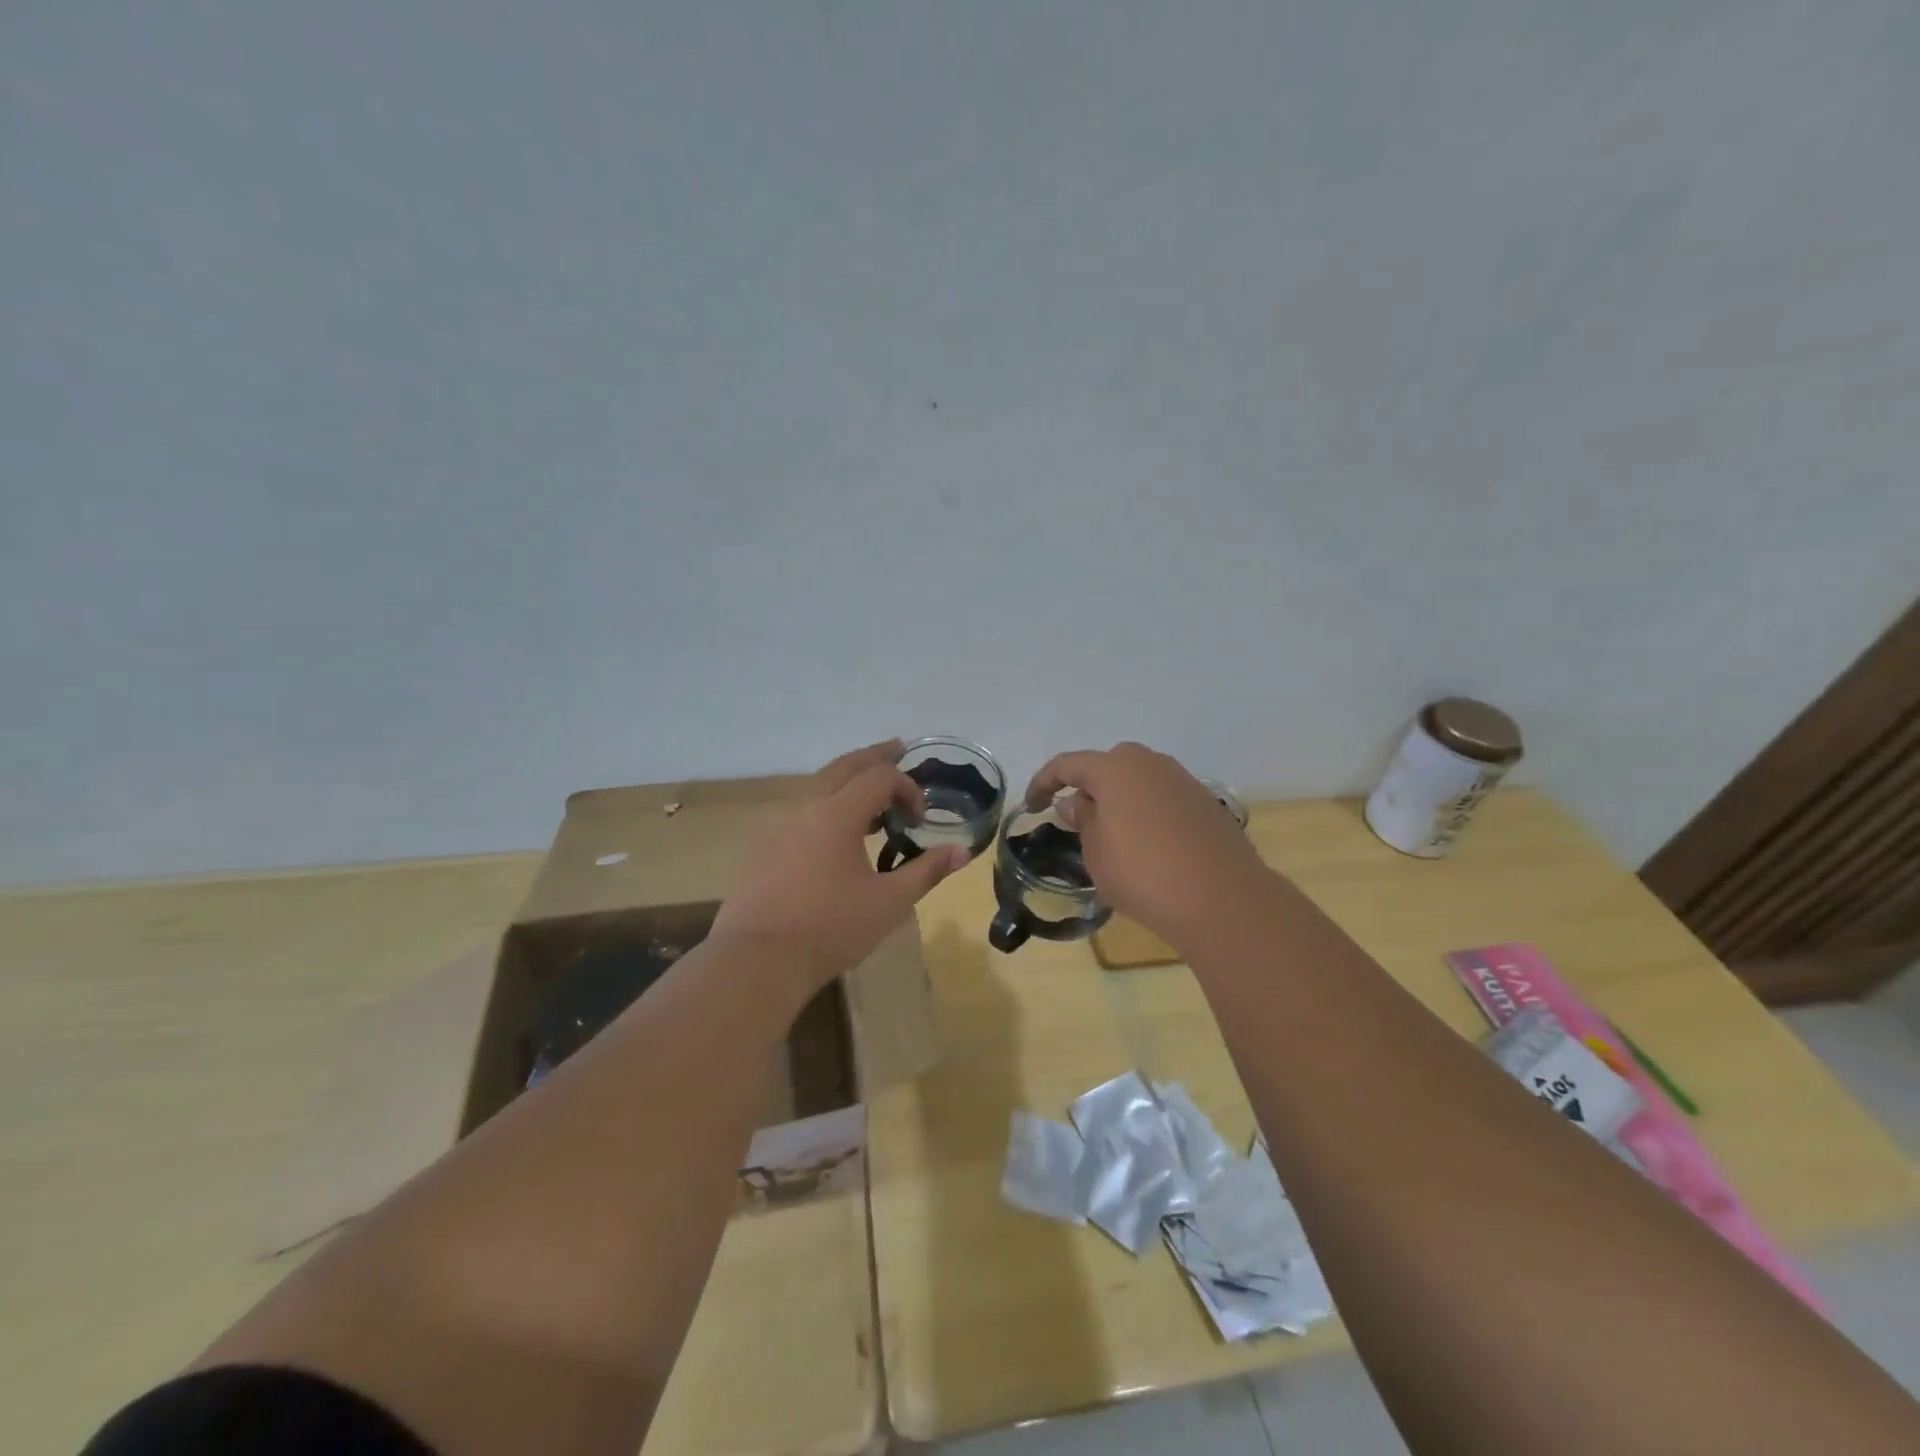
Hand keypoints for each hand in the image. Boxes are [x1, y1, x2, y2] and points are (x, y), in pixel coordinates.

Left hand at [711, 740, 969, 994]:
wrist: (757, 960)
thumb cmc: (830, 929)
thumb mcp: (889, 902)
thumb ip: (926, 871)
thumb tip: (962, 851)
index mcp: (837, 813)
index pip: (879, 777)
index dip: (907, 788)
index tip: (921, 819)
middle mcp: (805, 807)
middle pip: (844, 765)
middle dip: (875, 755)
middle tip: (898, 748)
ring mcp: (777, 825)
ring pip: (817, 784)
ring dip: (848, 778)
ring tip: (869, 794)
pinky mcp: (762, 846)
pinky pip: (799, 808)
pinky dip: (824, 802)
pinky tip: (832, 830)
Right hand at [1024, 742, 1270, 947]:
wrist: (1221, 899)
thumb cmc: (1142, 872)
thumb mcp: (1096, 851)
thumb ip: (1082, 820)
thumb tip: (1075, 802)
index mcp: (1116, 768)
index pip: (1068, 764)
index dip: (1044, 782)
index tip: (1032, 805)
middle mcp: (1151, 764)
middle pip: (1109, 765)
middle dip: (1088, 786)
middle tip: (1077, 818)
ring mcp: (1183, 781)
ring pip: (1140, 781)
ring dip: (1121, 799)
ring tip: (1113, 833)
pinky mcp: (1206, 805)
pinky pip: (1164, 799)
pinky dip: (1148, 813)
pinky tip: (1149, 845)